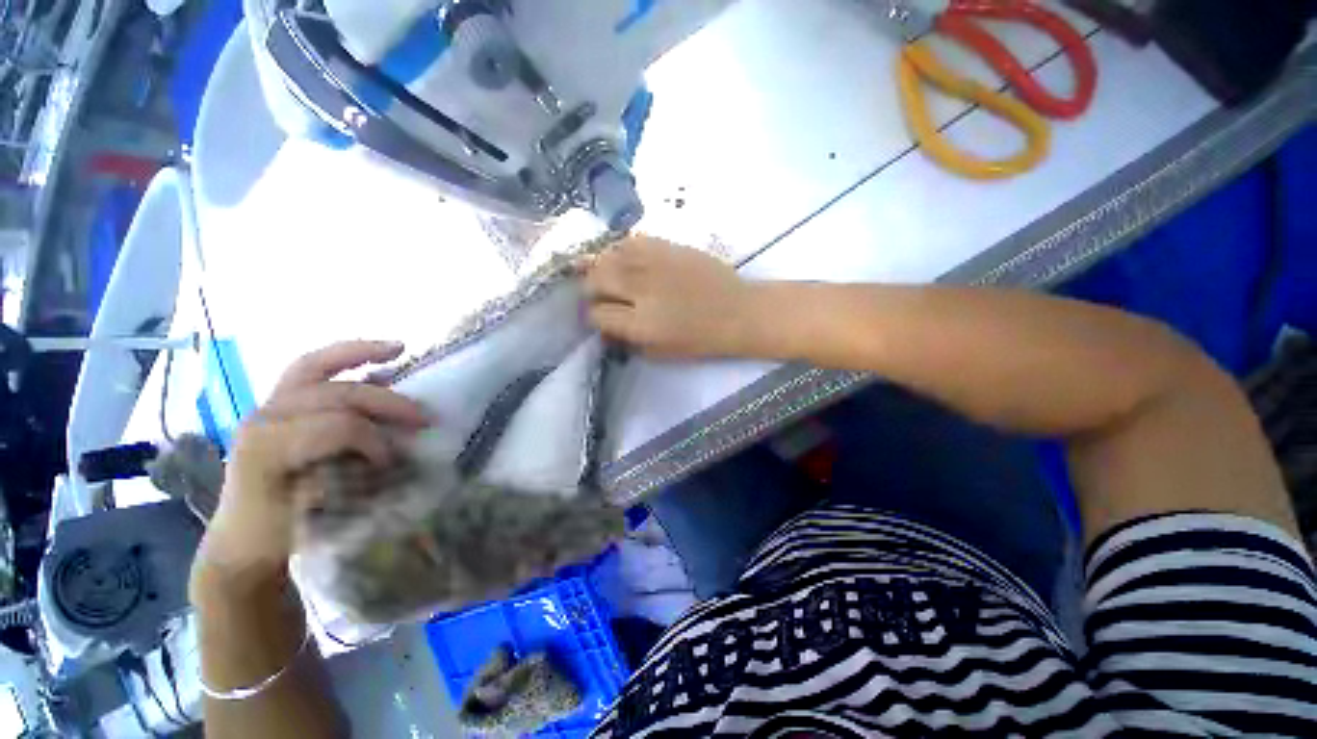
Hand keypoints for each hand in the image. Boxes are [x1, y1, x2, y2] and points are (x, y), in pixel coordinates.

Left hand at [193, 341, 430, 588]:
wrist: (242, 540)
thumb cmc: (277, 533)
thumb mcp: (314, 515)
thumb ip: (349, 479)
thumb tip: (388, 452)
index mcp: (266, 448)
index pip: (335, 427)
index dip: (373, 440)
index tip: (393, 462)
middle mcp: (263, 418)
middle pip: (335, 394)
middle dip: (385, 403)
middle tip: (422, 418)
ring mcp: (267, 407)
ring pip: (315, 366)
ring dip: (362, 355)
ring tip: (399, 349)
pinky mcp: (276, 405)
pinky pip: (311, 369)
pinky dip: (344, 357)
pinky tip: (374, 355)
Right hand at [585, 237, 757, 357]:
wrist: (737, 311)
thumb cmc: (701, 339)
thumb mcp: (661, 353)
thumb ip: (627, 342)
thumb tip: (604, 330)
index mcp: (641, 324)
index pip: (597, 314)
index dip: (593, 317)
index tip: (601, 318)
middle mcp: (641, 290)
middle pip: (595, 280)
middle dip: (590, 289)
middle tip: (599, 294)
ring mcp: (653, 264)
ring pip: (608, 256)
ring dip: (602, 267)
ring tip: (610, 276)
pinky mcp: (667, 246)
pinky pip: (631, 241)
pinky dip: (621, 250)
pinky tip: (628, 260)